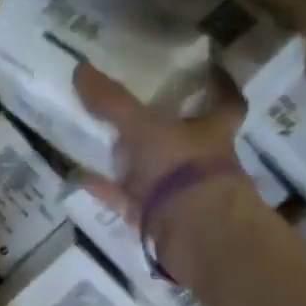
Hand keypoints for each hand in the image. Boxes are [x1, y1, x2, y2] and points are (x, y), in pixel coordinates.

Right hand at [73, 62, 247, 214]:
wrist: (196, 237)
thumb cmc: (183, 170)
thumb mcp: (144, 128)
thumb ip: (113, 101)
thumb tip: (80, 67)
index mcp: (213, 131)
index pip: (226, 102)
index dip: (220, 85)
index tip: (210, 69)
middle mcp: (202, 159)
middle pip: (187, 135)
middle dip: (165, 122)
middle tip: (134, 101)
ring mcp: (182, 191)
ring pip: (154, 168)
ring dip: (130, 157)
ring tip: (99, 136)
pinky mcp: (160, 218)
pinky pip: (127, 197)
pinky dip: (105, 187)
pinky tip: (79, 175)